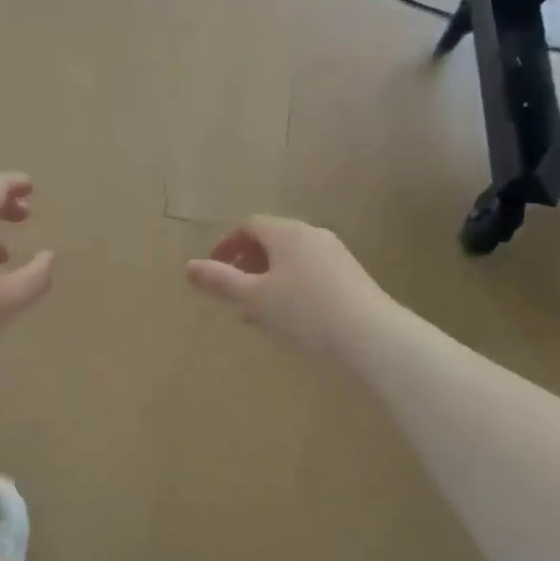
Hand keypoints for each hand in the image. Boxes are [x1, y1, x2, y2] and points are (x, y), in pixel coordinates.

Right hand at [187, 217, 388, 358]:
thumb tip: (189, 267)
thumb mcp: (255, 298)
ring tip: (258, 312)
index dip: (227, 245)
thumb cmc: (304, 311)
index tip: (214, 270)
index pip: (250, 226)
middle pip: (272, 241)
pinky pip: (310, 272)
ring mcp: (335, 254)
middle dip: (248, 264)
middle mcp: (312, 234)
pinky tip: (291, 318)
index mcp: (286, 233)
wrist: (370, 334)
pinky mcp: (351, 276)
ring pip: (291, 260)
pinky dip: (291, 287)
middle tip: (234, 293)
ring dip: (269, 279)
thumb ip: (221, 282)